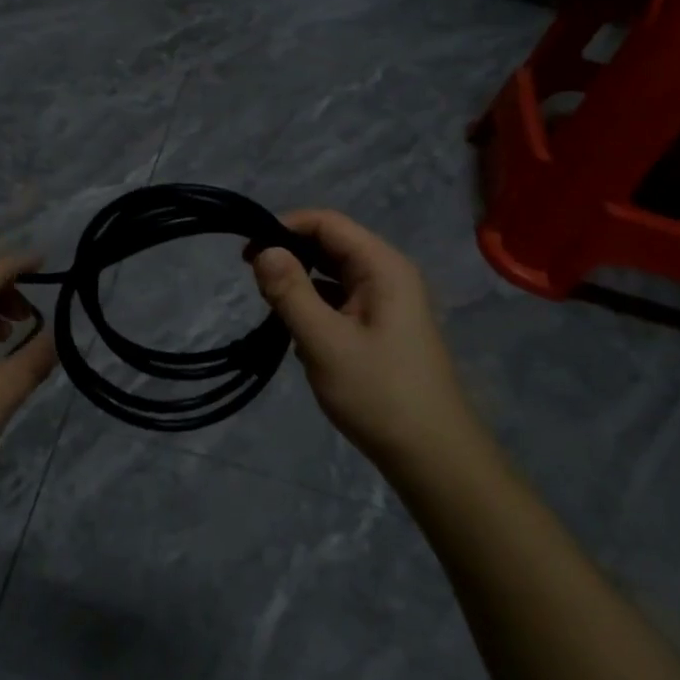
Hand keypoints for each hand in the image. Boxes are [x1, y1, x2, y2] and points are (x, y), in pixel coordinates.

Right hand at [251, 210, 476, 469]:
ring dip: (301, 283)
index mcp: (383, 267)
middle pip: (331, 245)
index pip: (328, 223)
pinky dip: (315, 307)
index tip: (248, 251)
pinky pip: (341, 301)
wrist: (432, 456)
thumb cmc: (379, 393)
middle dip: (291, 255)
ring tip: (271, 307)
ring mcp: (387, 303)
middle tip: (253, 280)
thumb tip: (263, 250)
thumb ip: (291, 292)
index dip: (285, 226)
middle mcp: (388, 275)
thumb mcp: (325, 342)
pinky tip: (296, 333)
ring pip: (334, 275)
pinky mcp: (381, 328)